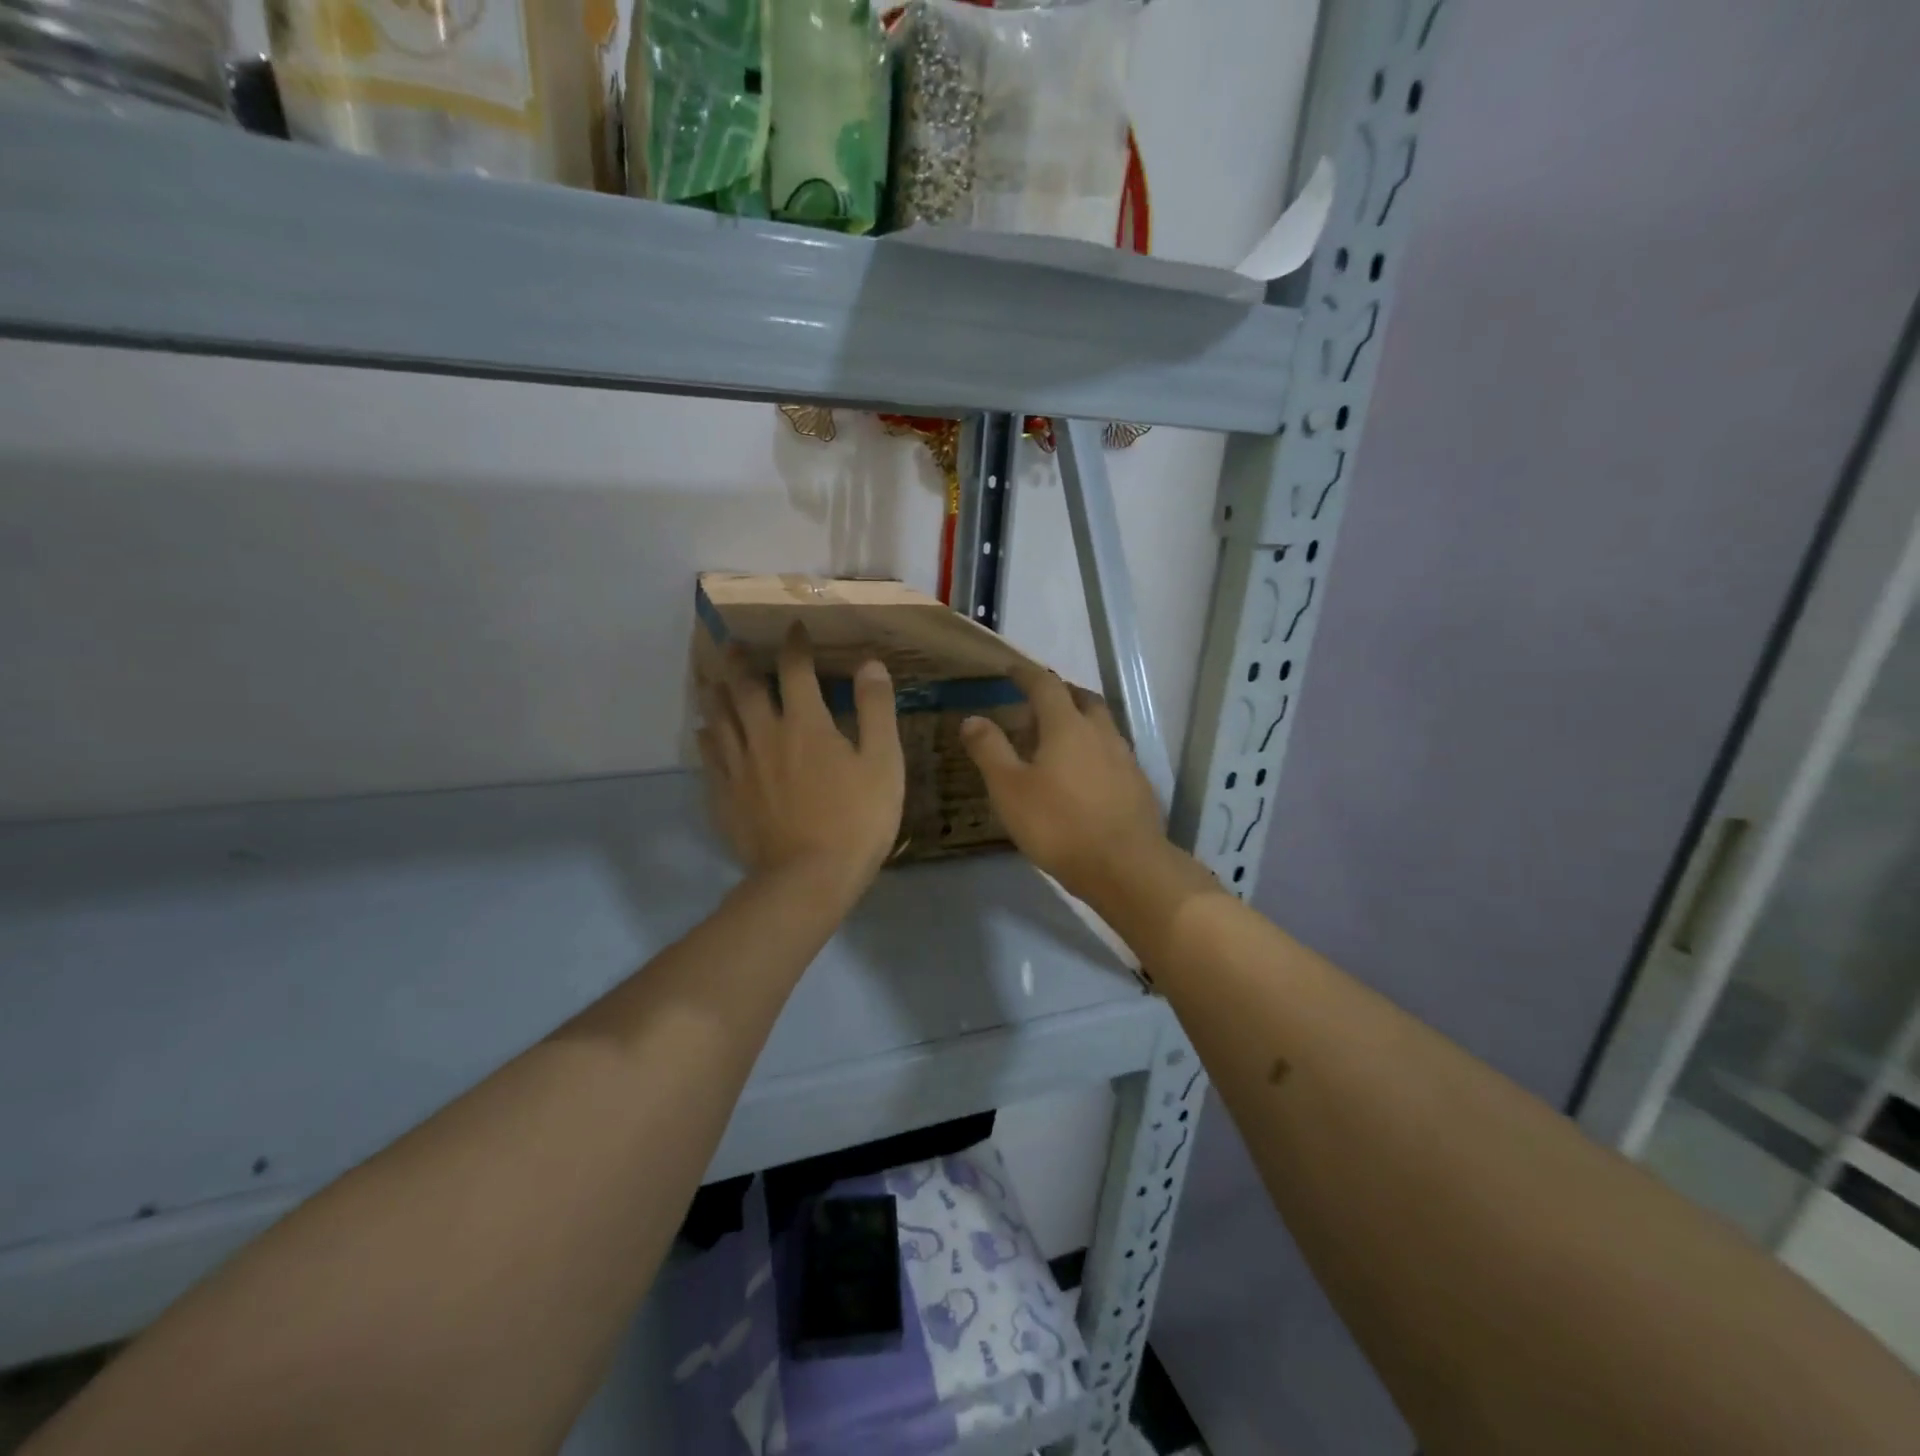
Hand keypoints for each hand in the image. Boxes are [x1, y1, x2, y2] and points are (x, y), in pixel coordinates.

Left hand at [698, 624, 904, 905]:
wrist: (808, 878)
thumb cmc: (856, 820)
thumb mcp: (883, 763)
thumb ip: (876, 709)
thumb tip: (869, 663)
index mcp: (805, 723)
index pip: (796, 669)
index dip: (795, 644)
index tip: (794, 628)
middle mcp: (765, 735)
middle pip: (745, 688)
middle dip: (741, 661)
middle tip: (733, 645)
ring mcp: (739, 767)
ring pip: (720, 718)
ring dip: (716, 693)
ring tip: (711, 679)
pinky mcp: (725, 797)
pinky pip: (709, 757)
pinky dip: (707, 738)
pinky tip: (704, 733)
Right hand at [959, 665, 1170, 907]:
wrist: (1124, 867)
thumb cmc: (1058, 824)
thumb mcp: (1009, 789)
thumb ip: (990, 750)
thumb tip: (972, 718)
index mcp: (1067, 726)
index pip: (1046, 685)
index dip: (1027, 674)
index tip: (1012, 669)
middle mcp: (1100, 733)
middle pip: (1082, 698)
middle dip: (1060, 693)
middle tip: (1038, 703)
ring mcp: (1124, 759)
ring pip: (1101, 725)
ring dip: (1080, 721)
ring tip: (1058, 739)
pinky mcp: (1137, 785)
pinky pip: (1112, 753)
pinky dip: (1094, 750)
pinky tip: (1084, 775)